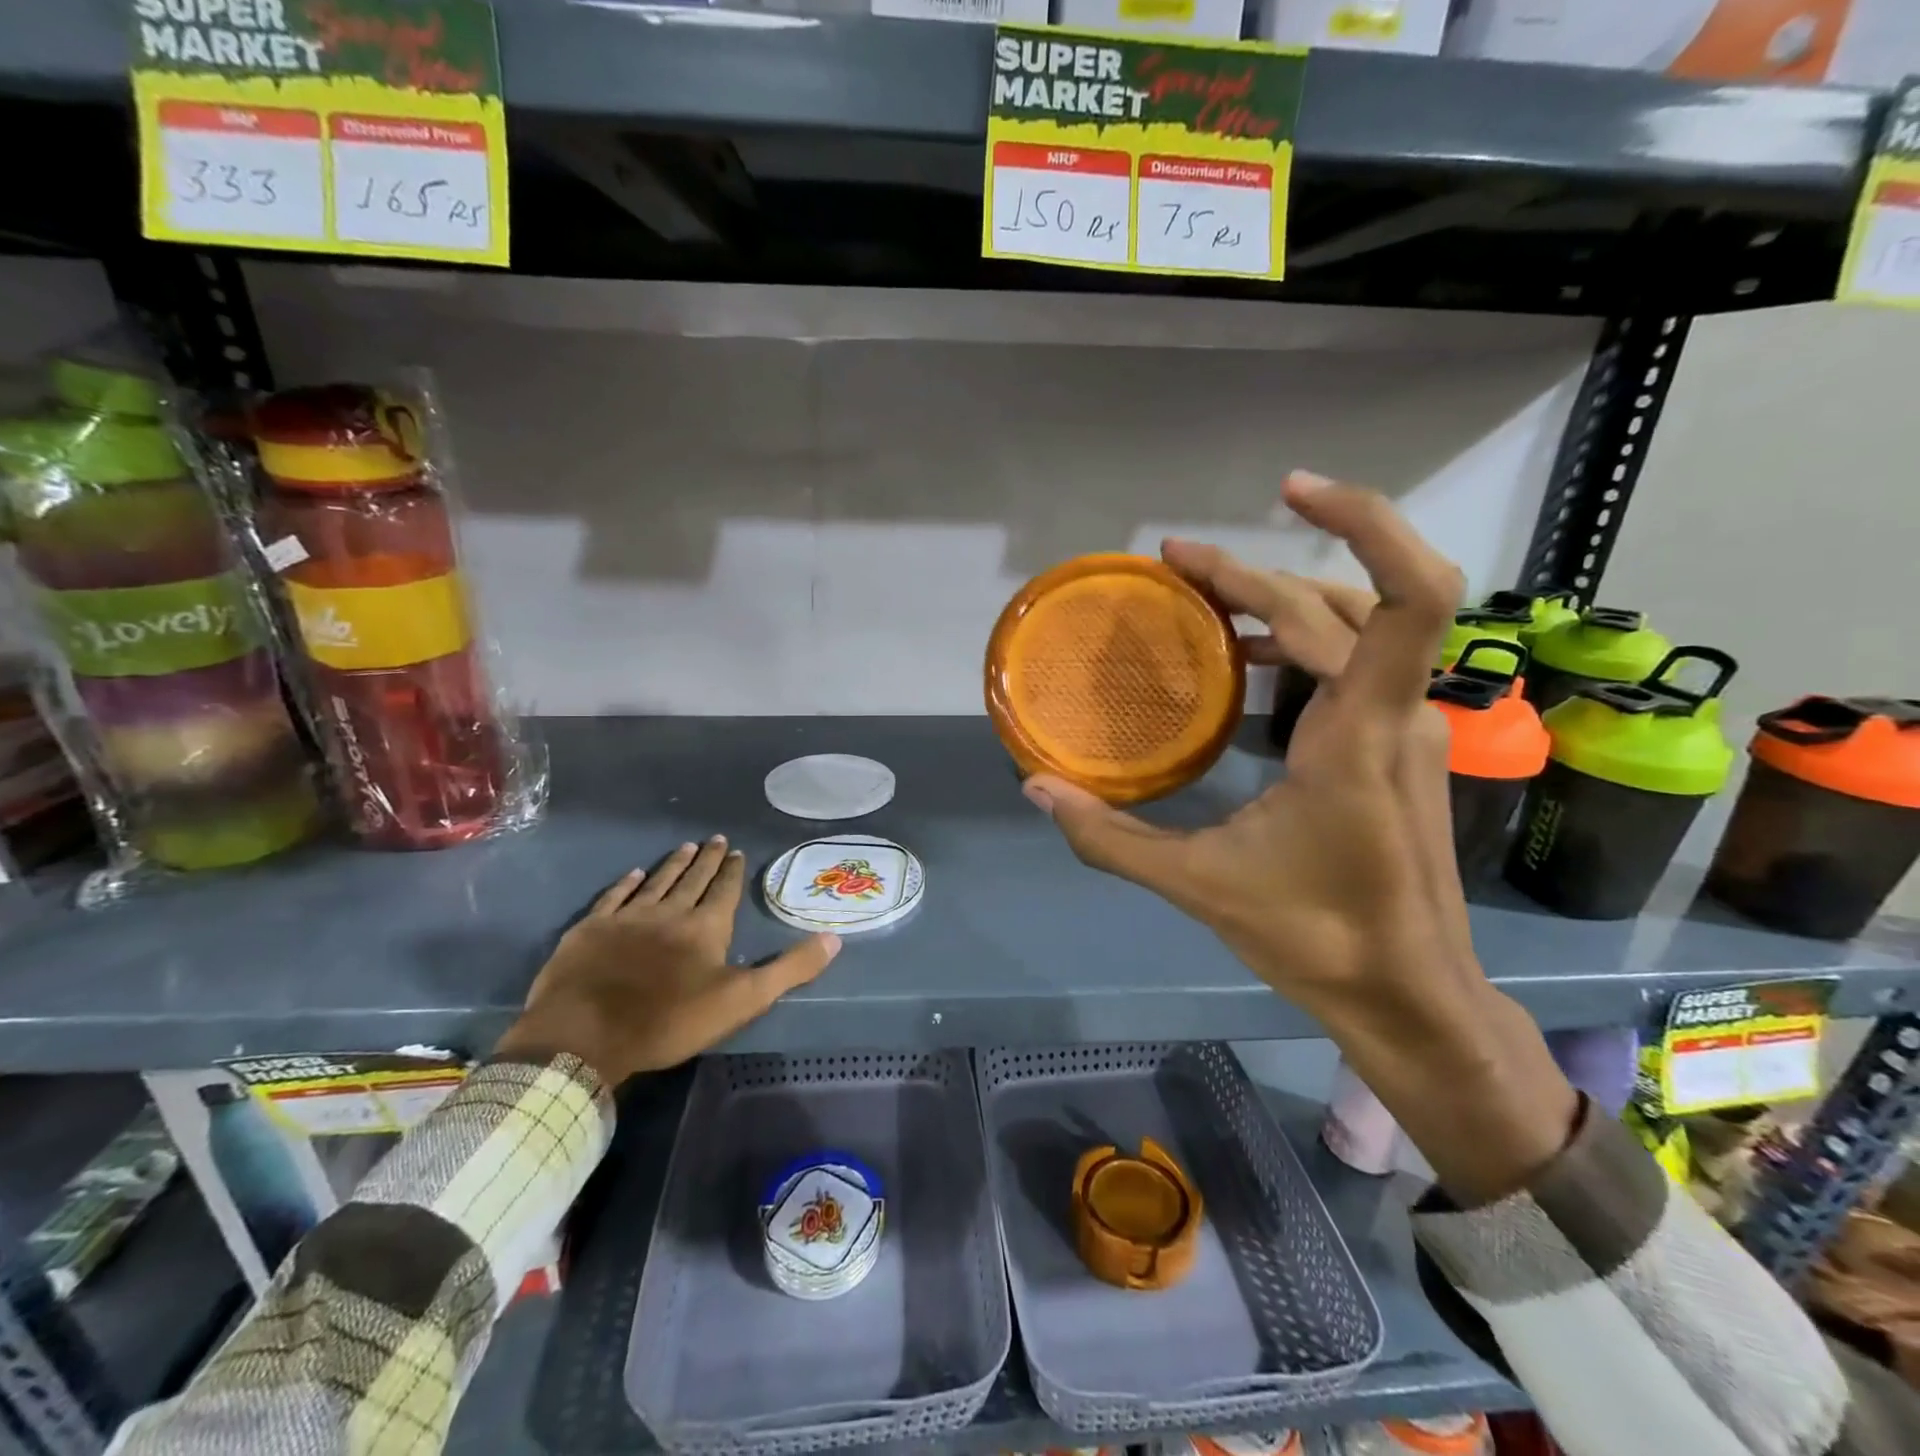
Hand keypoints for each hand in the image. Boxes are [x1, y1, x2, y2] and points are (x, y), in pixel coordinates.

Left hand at [496, 837, 840, 1085]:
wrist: (586, 1034)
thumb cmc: (670, 1020)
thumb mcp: (743, 1000)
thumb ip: (790, 969)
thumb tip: (834, 938)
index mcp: (706, 927)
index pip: (724, 890)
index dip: (731, 871)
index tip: (736, 851)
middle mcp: (669, 912)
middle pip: (692, 879)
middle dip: (707, 859)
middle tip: (715, 838)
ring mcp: (627, 918)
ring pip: (656, 881)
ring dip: (673, 864)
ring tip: (685, 846)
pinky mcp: (591, 929)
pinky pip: (614, 897)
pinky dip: (626, 883)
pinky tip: (634, 873)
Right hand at [1025, 472, 1576, 1202]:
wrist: (1409, 995)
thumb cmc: (1317, 939)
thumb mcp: (1200, 886)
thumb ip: (1110, 839)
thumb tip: (1035, 790)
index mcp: (1359, 735)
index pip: (1408, 597)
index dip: (1366, 523)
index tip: (1290, 493)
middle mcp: (1394, 714)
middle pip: (1333, 605)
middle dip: (1251, 573)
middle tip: (1173, 562)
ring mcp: (1403, 728)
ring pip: (1348, 627)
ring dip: (1274, 599)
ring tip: (1199, 592)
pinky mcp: (1396, 746)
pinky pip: (1350, 664)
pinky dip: (1293, 641)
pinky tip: (1238, 659)